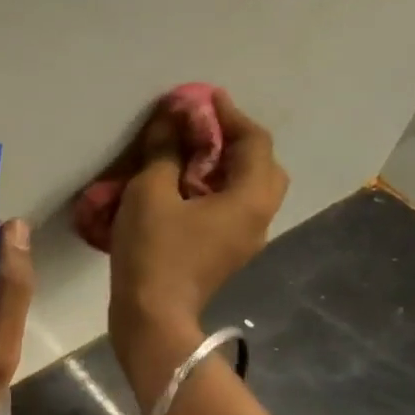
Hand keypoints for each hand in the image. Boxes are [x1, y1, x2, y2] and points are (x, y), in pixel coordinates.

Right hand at [108, 90, 288, 408]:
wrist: (152, 317)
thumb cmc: (154, 251)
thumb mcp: (152, 192)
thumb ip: (166, 150)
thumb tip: (174, 117)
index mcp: (249, 198)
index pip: (254, 142)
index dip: (229, 114)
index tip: (205, 97)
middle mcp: (259, 216)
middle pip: (262, 166)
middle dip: (236, 141)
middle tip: (204, 127)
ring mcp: (246, 239)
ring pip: (250, 189)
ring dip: (227, 166)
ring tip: (193, 154)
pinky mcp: (227, 254)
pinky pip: (234, 209)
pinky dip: (218, 189)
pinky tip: (187, 188)